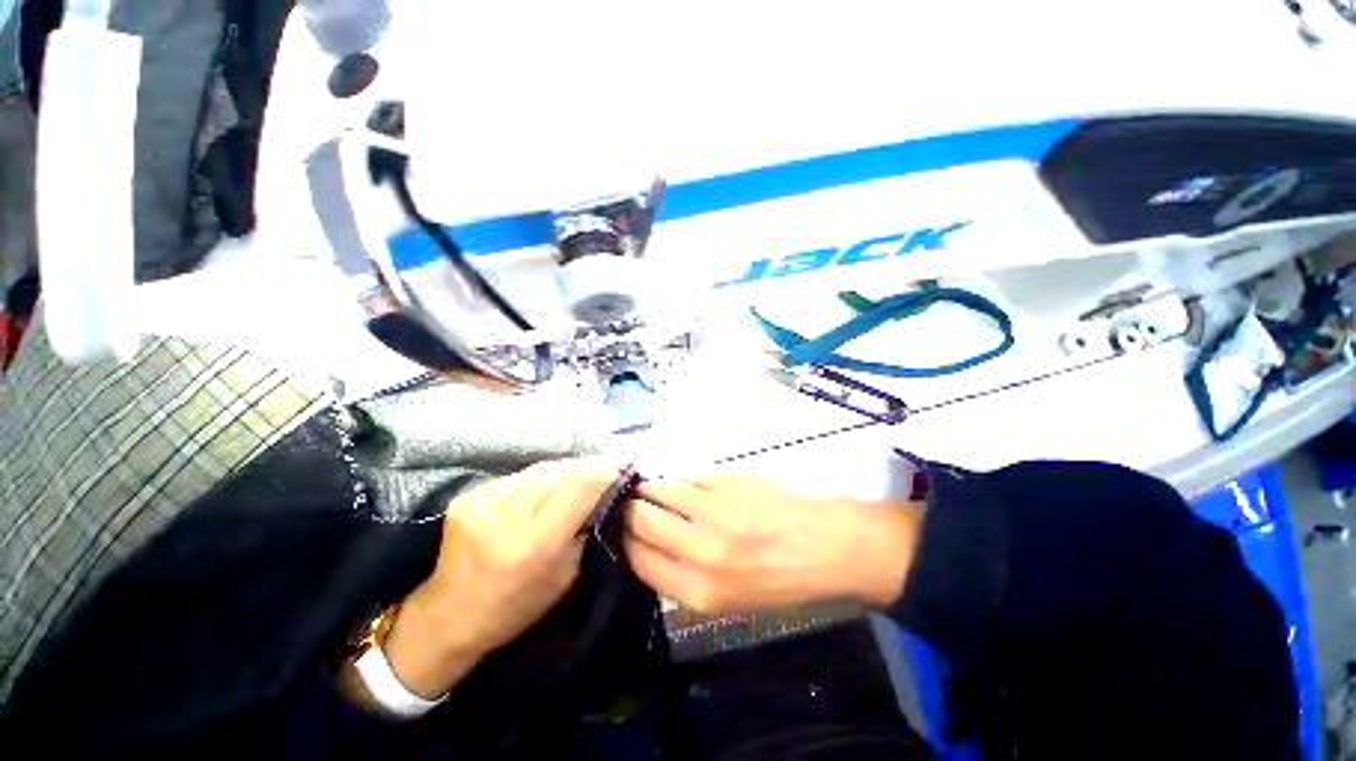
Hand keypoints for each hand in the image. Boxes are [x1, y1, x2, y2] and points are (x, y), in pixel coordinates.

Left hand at [375, 461, 619, 700]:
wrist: (448, 616)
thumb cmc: (515, 608)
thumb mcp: (565, 576)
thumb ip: (585, 529)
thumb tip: (604, 493)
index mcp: (533, 546)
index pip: (579, 488)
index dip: (605, 473)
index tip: (623, 470)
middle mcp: (506, 519)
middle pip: (560, 472)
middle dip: (589, 467)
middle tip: (607, 468)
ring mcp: (481, 503)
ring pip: (540, 469)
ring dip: (566, 469)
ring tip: (582, 473)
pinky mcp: (468, 497)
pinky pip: (518, 477)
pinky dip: (540, 478)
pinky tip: (547, 487)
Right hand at [624, 476, 920, 614]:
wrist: (831, 545)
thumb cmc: (784, 580)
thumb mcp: (731, 600)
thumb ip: (685, 577)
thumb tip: (654, 547)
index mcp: (699, 590)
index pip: (639, 559)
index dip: (627, 543)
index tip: (626, 533)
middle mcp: (699, 549)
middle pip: (641, 520)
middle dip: (632, 512)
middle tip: (636, 507)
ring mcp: (713, 509)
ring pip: (660, 491)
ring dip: (654, 490)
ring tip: (657, 491)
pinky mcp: (727, 480)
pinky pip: (689, 478)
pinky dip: (684, 483)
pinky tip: (694, 488)